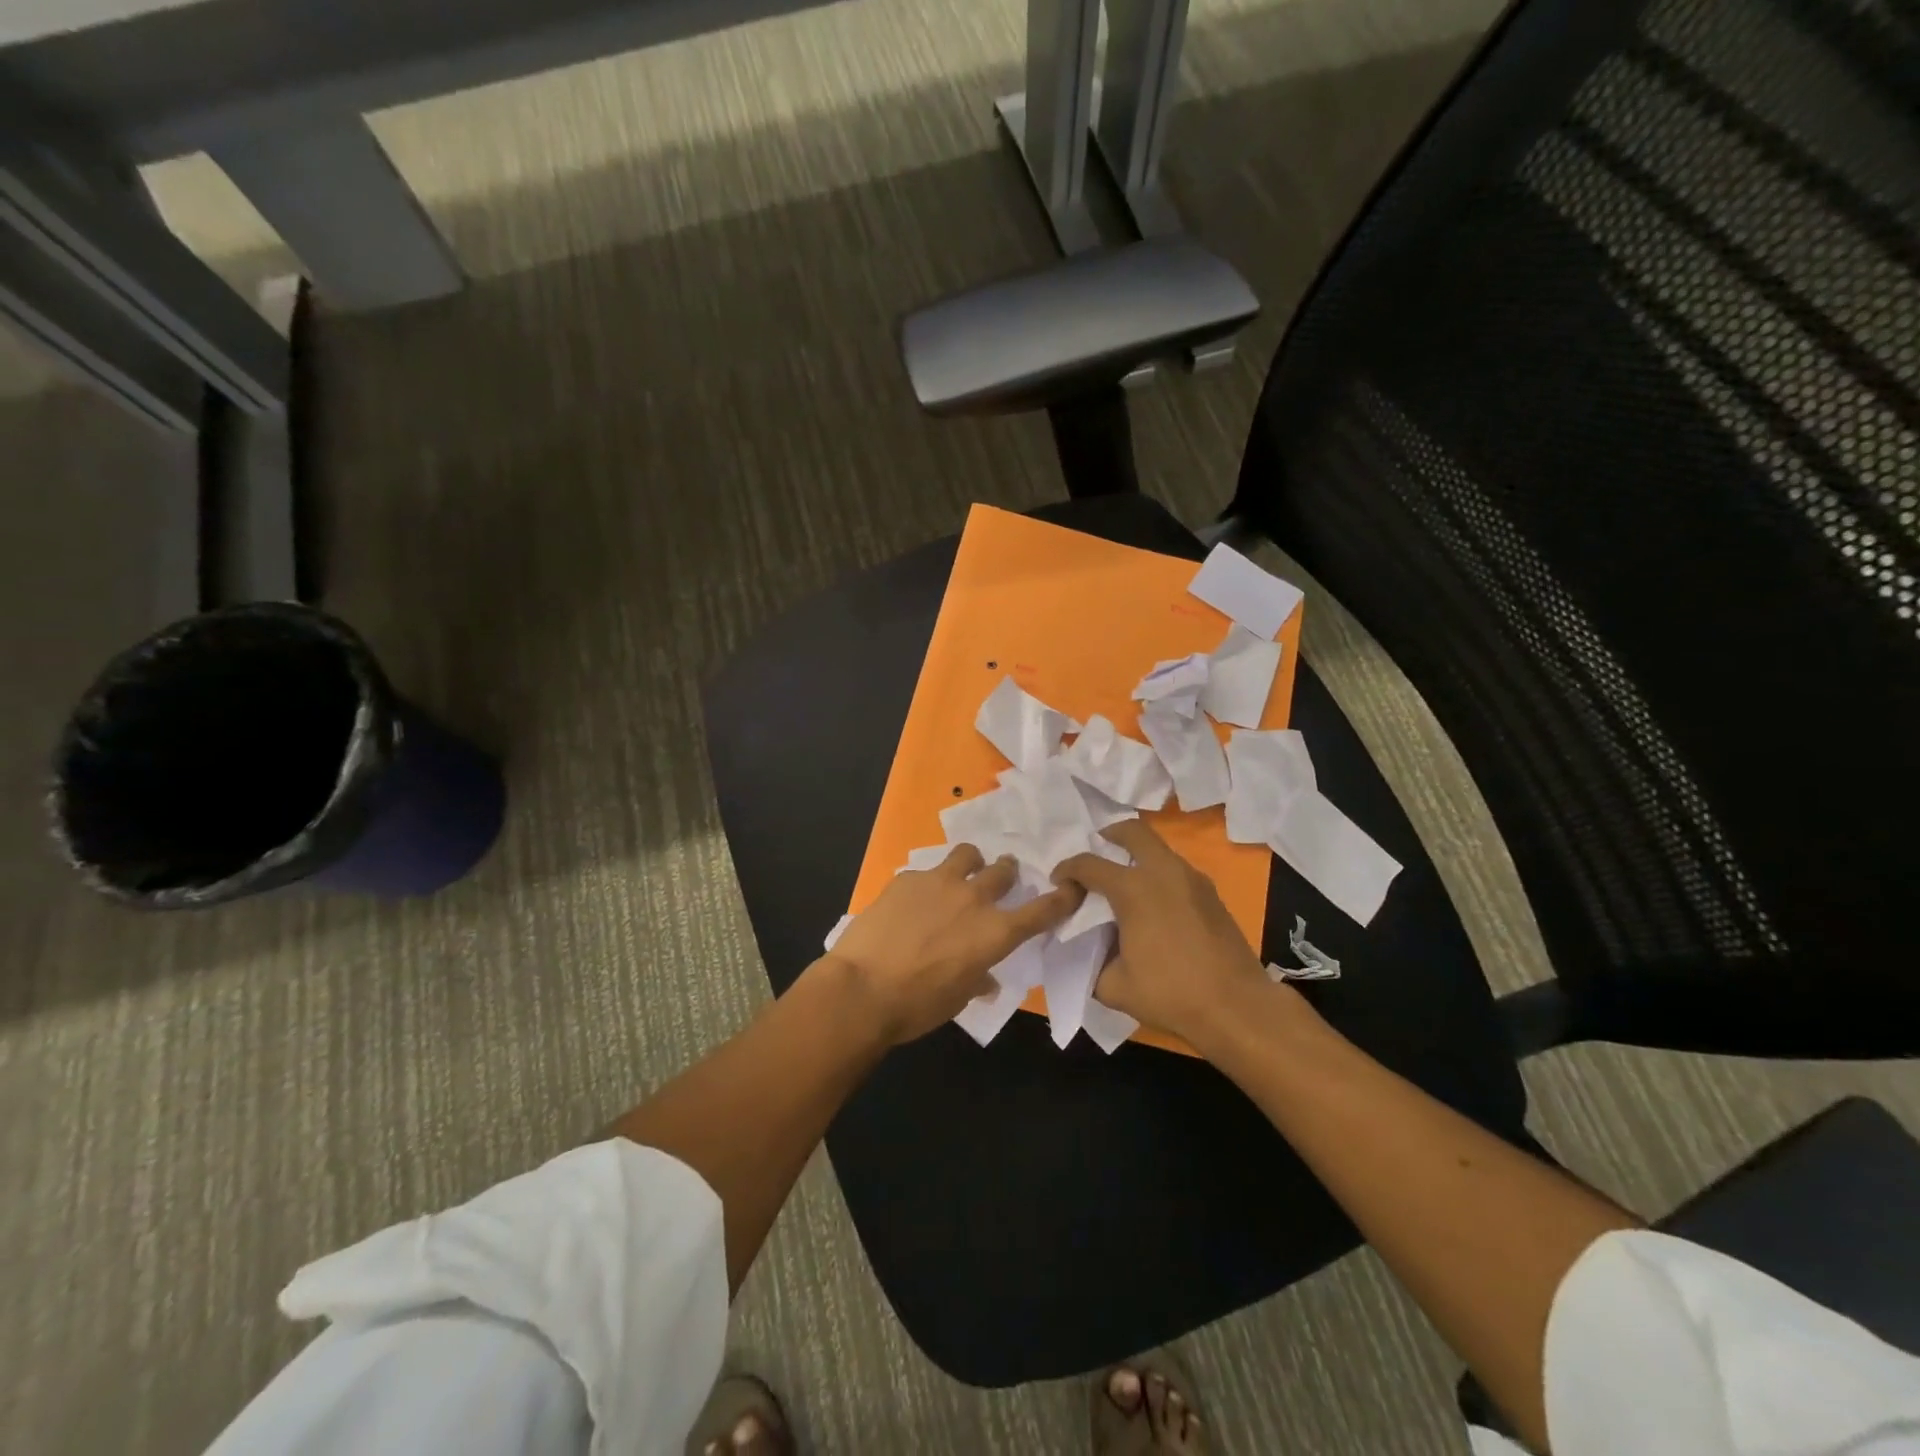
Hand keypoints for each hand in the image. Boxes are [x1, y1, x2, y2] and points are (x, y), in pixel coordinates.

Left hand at [823, 845, 1082, 1045]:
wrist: (862, 988)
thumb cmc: (917, 1005)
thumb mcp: (957, 998)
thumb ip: (977, 980)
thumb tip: (986, 979)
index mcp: (995, 933)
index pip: (1042, 910)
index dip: (1062, 897)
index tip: (1071, 886)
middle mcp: (974, 899)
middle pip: (1004, 871)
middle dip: (1007, 874)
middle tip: (1002, 879)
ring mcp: (939, 882)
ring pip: (968, 854)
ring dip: (972, 863)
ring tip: (962, 873)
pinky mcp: (907, 878)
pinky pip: (926, 872)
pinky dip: (927, 883)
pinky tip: (912, 900)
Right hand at [1053, 819, 1278, 1044]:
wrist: (1237, 1007)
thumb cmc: (1171, 994)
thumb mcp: (1114, 986)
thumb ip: (1093, 961)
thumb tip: (1091, 951)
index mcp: (1133, 889)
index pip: (1089, 865)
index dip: (1067, 869)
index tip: (1058, 881)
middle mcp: (1163, 872)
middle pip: (1133, 832)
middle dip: (1110, 835)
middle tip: (1098, 850)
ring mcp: (1192, 879)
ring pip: (1159, 848)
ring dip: (1137, 855)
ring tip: (1124, 882)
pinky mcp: (1211, 894)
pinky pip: (1176, 869)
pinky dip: (1158, 873)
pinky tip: (1153, 903)